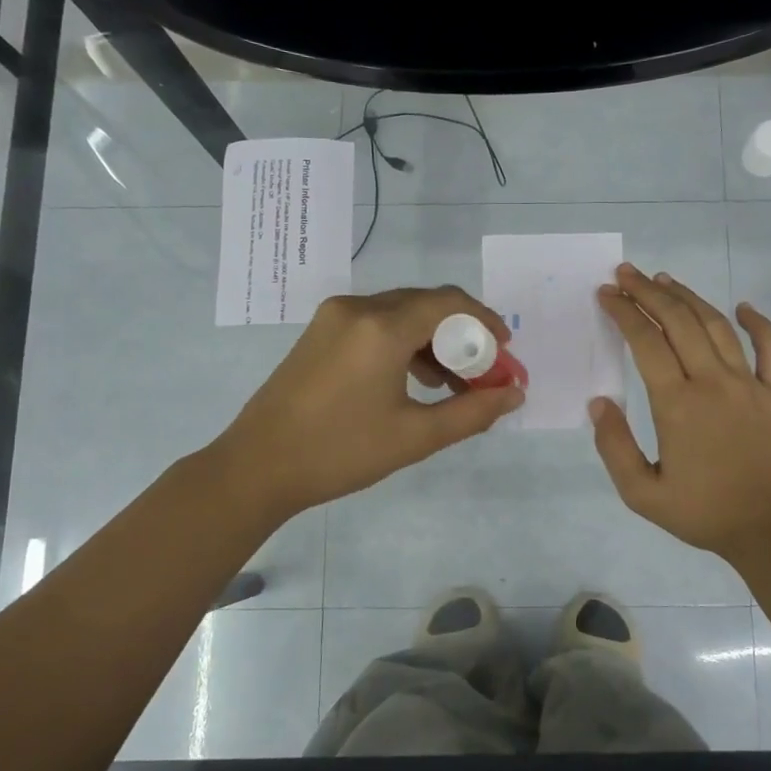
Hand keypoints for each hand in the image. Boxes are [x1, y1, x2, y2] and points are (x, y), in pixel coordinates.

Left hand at [210, 286, 524, 521]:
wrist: (257, 467)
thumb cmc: (340, 452)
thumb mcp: (415, 437)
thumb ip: (472, 412)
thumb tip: (514, 394)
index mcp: (381, 327)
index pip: (449, 303)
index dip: (485, 322)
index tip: (505, 353)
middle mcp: (357, 308)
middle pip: (426, 304)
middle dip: (462, 334)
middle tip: (483, 373)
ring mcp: (333, 317)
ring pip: (401, 313)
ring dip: (433, 340)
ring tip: (453, 384)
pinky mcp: (320, 332)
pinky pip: (376, 324)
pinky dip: (404, 343)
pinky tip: (415, 380)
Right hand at [590, 264, 770, 561]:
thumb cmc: (705, 513)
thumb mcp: (642, 494)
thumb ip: (614, 447)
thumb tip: (599, 402)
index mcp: (677, 404)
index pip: (646, 342)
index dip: (624, 313)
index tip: (607, 294)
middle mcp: (713, 381)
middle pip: (678, 322)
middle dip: (649, 292)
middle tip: (627, 274)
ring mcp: (751, 383)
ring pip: (717, 325)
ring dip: (689, 298)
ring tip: (666, 280)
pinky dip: (758, 322)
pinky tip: (742, 306)